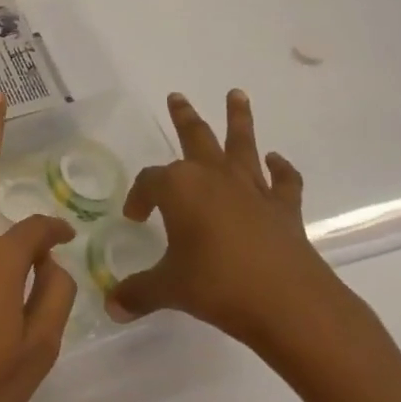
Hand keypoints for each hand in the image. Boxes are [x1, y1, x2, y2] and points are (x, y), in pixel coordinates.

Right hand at [108, 91, 364, 370]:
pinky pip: (283, 181)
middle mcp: (214, 177)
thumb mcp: (169, 289)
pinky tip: (276, 161)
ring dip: (238, 119)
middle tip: (177, 96)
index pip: (150, 182)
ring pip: (242, 143)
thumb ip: (139, 293)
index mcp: (179, 188)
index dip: (139, 197)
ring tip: (237, 94)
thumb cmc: (218, 287)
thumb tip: (111, 307)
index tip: (135, 218)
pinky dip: (282, 169)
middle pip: (195, 137)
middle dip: (184, 117)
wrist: (289, 304)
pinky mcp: (284, 208)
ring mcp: (252, 189)